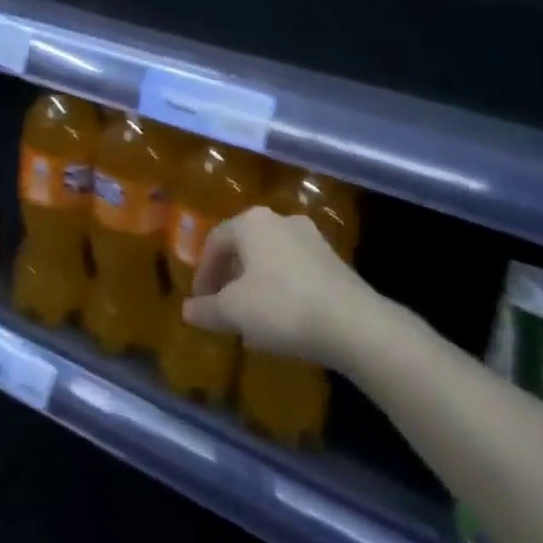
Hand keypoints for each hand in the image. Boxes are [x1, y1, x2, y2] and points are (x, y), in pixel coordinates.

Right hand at [182, 206, 366, 364]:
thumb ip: (206, 309)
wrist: (354, 323)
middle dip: (230, 277)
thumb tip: (187, 310)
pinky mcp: (333, 260)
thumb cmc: (282, 306)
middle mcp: (280, 219)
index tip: (200, 302)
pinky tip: (283, 318)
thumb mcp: (234, 312)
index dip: (203, 273)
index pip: (215, 241)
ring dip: (256, 284)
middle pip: (244, 246)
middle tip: (223, 306)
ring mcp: (311, 238)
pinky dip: (282, 289)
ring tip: (252, 317)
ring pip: (271, 258)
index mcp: (251, 222)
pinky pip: (295, 270)